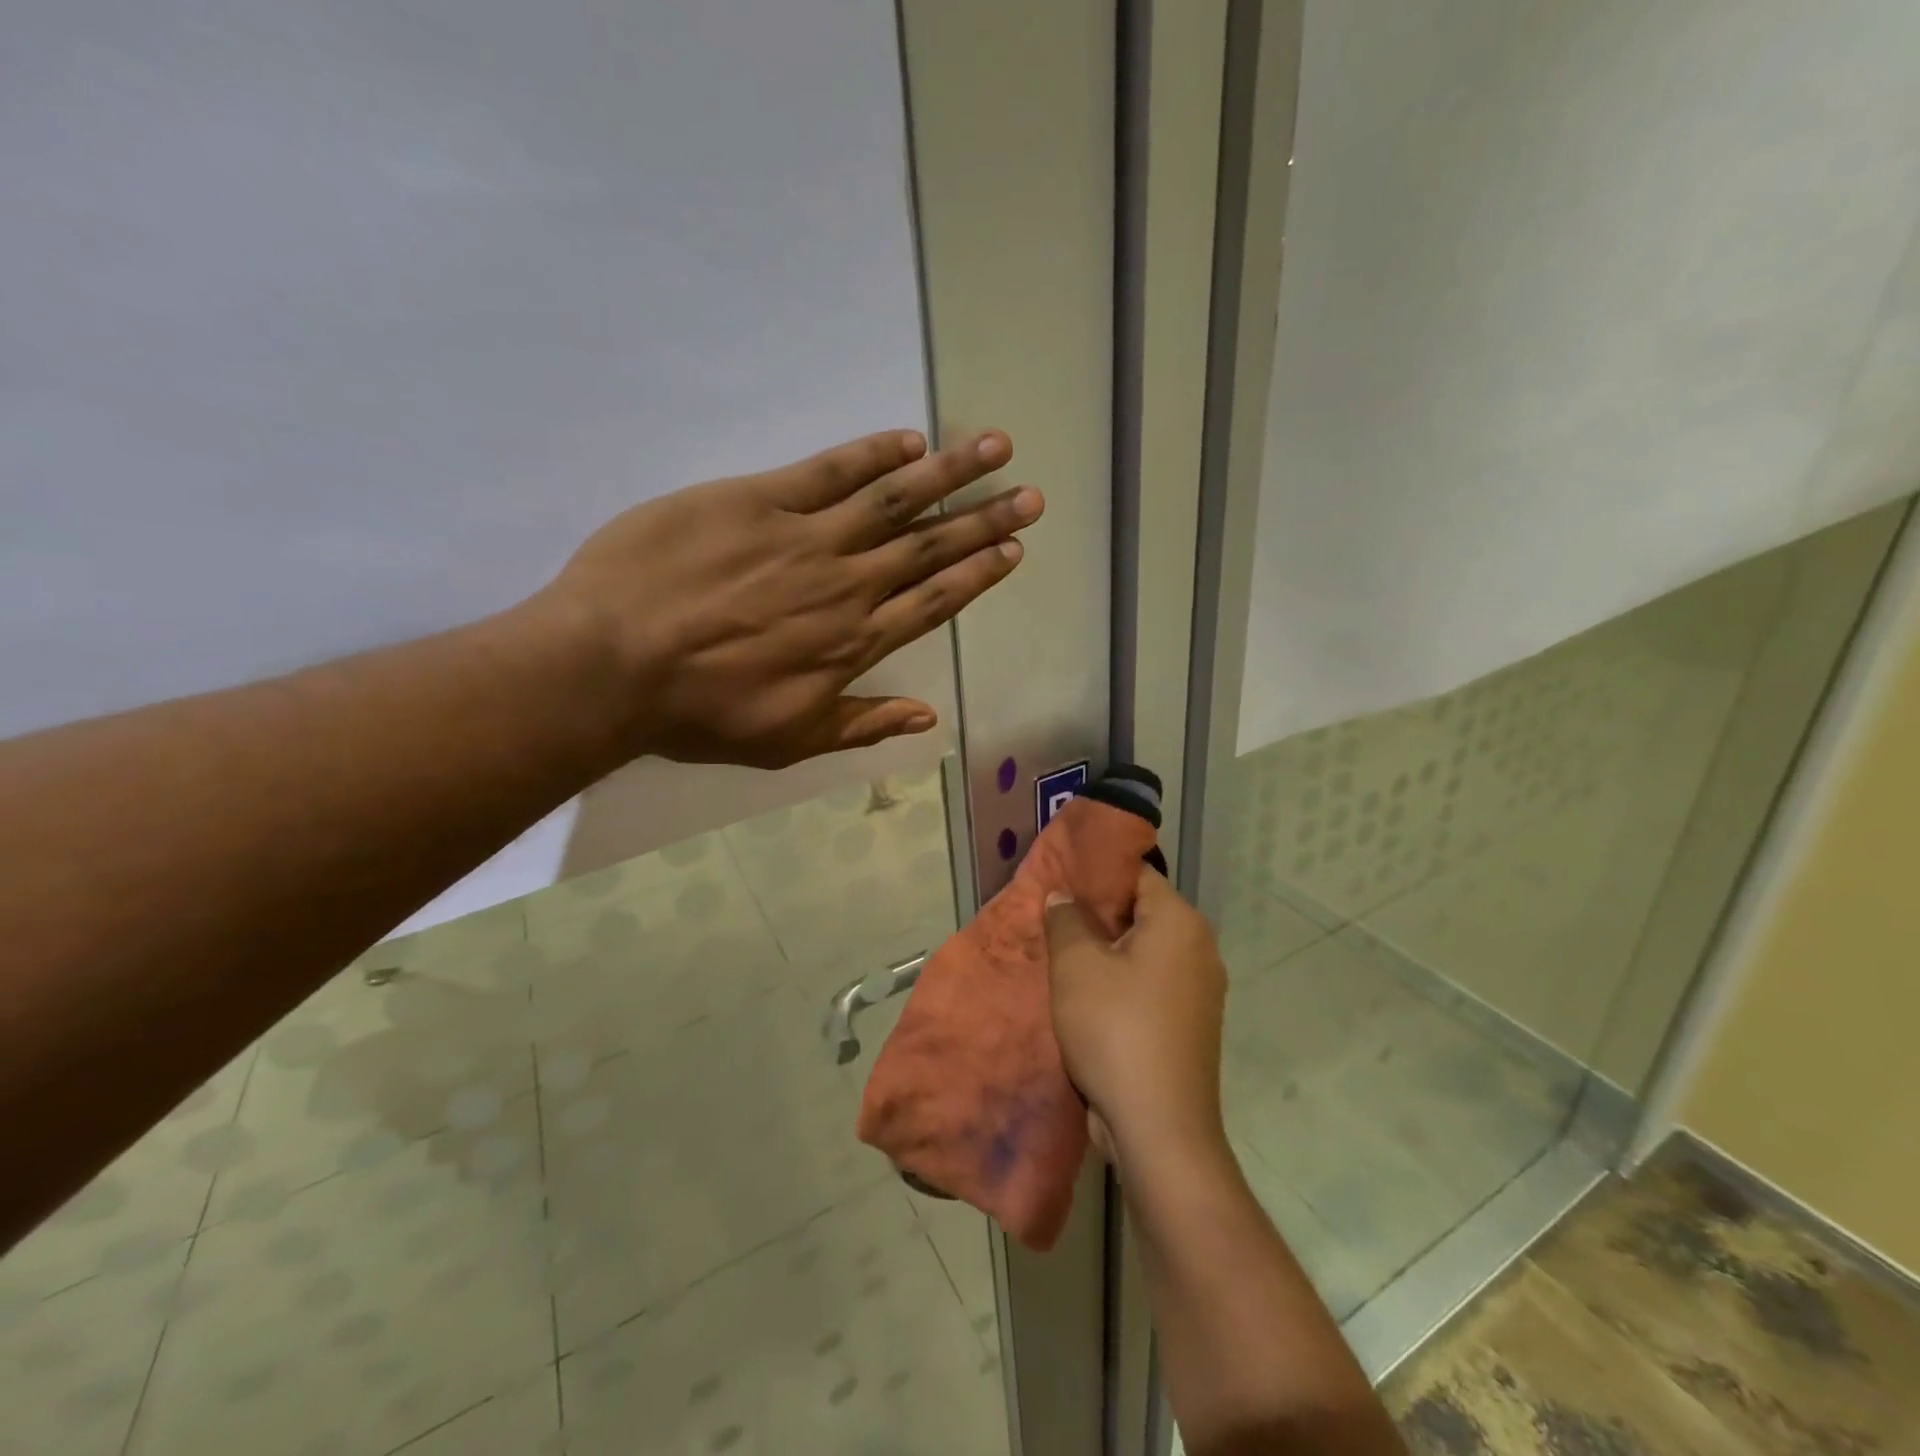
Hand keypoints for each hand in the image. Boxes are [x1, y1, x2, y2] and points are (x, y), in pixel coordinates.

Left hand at [538, 428, 1040, 767]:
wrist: (613, 665)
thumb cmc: (700, 713)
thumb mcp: (789, 740)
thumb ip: (863, 723)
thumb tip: (929, 716)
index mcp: (853, 644)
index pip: (932, 602)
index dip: (977, 575)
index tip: (1013, 550)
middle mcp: (846, 586)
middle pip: (928, 547)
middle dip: (984, 520)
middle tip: (1030, 496)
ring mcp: (806, 538)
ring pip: (893, 501)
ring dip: (949, 474)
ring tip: (995, 450)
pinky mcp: (759, 500)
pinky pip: (829, 471)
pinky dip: (873, 455)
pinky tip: (909, 441)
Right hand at [1043, 870, 1228, 1161]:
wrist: (1160, 1129)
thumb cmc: (1116, 1030)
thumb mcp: (1076, 966)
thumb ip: (1065, 920)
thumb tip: (1063, 896)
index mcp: (1180, 922)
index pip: (1135, 874)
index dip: (1094, 873)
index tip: (1058, 878)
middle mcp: (1199, 948)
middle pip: (1140, 912)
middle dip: (1095, 914)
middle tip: (1051, 916)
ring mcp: (1199, 990)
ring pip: (1143, 951)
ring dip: (1105, 951)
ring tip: (1060, 953)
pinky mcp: (1190, 1024)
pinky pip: (1150, 984)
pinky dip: (1121, 982)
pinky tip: (1085, 994)